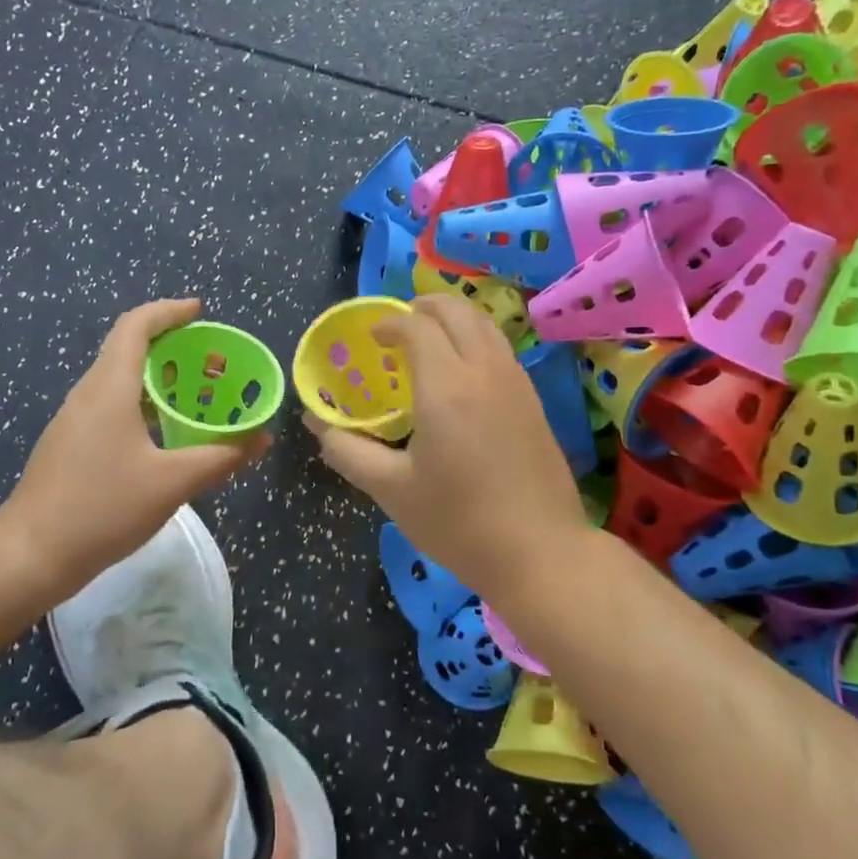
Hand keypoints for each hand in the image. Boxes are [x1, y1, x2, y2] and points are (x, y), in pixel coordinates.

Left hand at [0, 300, 271, 588]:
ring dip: (159, 379)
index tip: (201, 312)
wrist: (31, 554)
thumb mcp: (172, 483)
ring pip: (120, 380)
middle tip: (212, 362)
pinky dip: (144, 404)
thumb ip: (221, 457)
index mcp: (110, 388)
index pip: (136, 326)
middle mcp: (89, 394)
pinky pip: (112, 406)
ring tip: (197, 395)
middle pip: (129, 349)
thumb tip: (262, 439)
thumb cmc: (102, 508)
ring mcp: (75, 420)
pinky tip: (166, 434)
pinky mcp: (71, 444)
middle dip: (173, 347)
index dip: (169, 311)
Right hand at [305, 295, 588, 600]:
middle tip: (399, 326)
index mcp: (445, 386)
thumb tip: (317, 426)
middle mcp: (484, 370)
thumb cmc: (458, 522)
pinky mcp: (533, 400)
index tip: (371, 338)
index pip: (415, 326)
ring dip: (453, 318)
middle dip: (423, 306)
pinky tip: (462, 373)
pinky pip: (500, 347)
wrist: (540, 552)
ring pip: (484, 323)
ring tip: (430, 340)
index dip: (389, 323)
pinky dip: (475, 338)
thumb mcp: (391, 490)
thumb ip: (348, 451)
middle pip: (456, 310)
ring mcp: (516, 382)